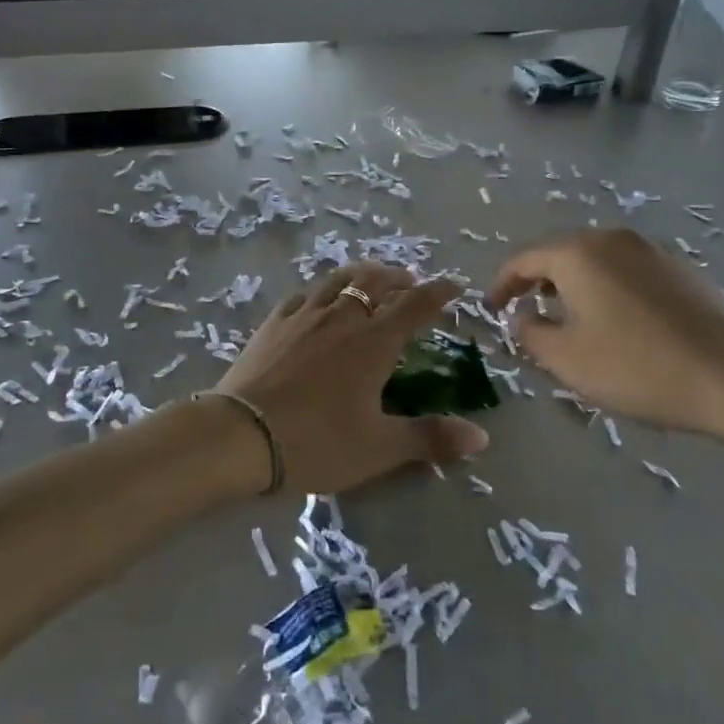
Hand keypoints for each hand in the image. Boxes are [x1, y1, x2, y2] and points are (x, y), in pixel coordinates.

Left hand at [212, 263, 488, 495]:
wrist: (241, 435)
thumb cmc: (317, 442)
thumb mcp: (379, 448)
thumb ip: (430, 438)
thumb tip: (482, 437)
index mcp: (374, 342)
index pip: (415, 305)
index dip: (439, 293)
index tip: (454, 286)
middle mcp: (341, 318)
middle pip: (375, 282)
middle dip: (397, 277)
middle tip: (409, 282)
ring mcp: (303, 316)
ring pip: (338, 280)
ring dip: (360, 275)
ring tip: (368, 279)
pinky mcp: (273, 323)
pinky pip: (303, 295)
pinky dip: (321, 291)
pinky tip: (317, 300)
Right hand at [486, 229, 723, 443]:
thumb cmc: (636, 367)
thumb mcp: (566, 359)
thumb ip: (529, 332)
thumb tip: (523, 316)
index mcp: (578, 254)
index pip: (523, 259)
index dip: (501, 285)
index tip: (492, 310)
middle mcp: (612, 239)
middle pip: (560, 254)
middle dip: (537, 283)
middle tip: (527, 314)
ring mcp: (650, 250)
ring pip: (595, 261)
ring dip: (572, 286)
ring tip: (568, 319)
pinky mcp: (679, 268)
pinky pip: (626, 271)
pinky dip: (606, 288)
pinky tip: (616, 322)